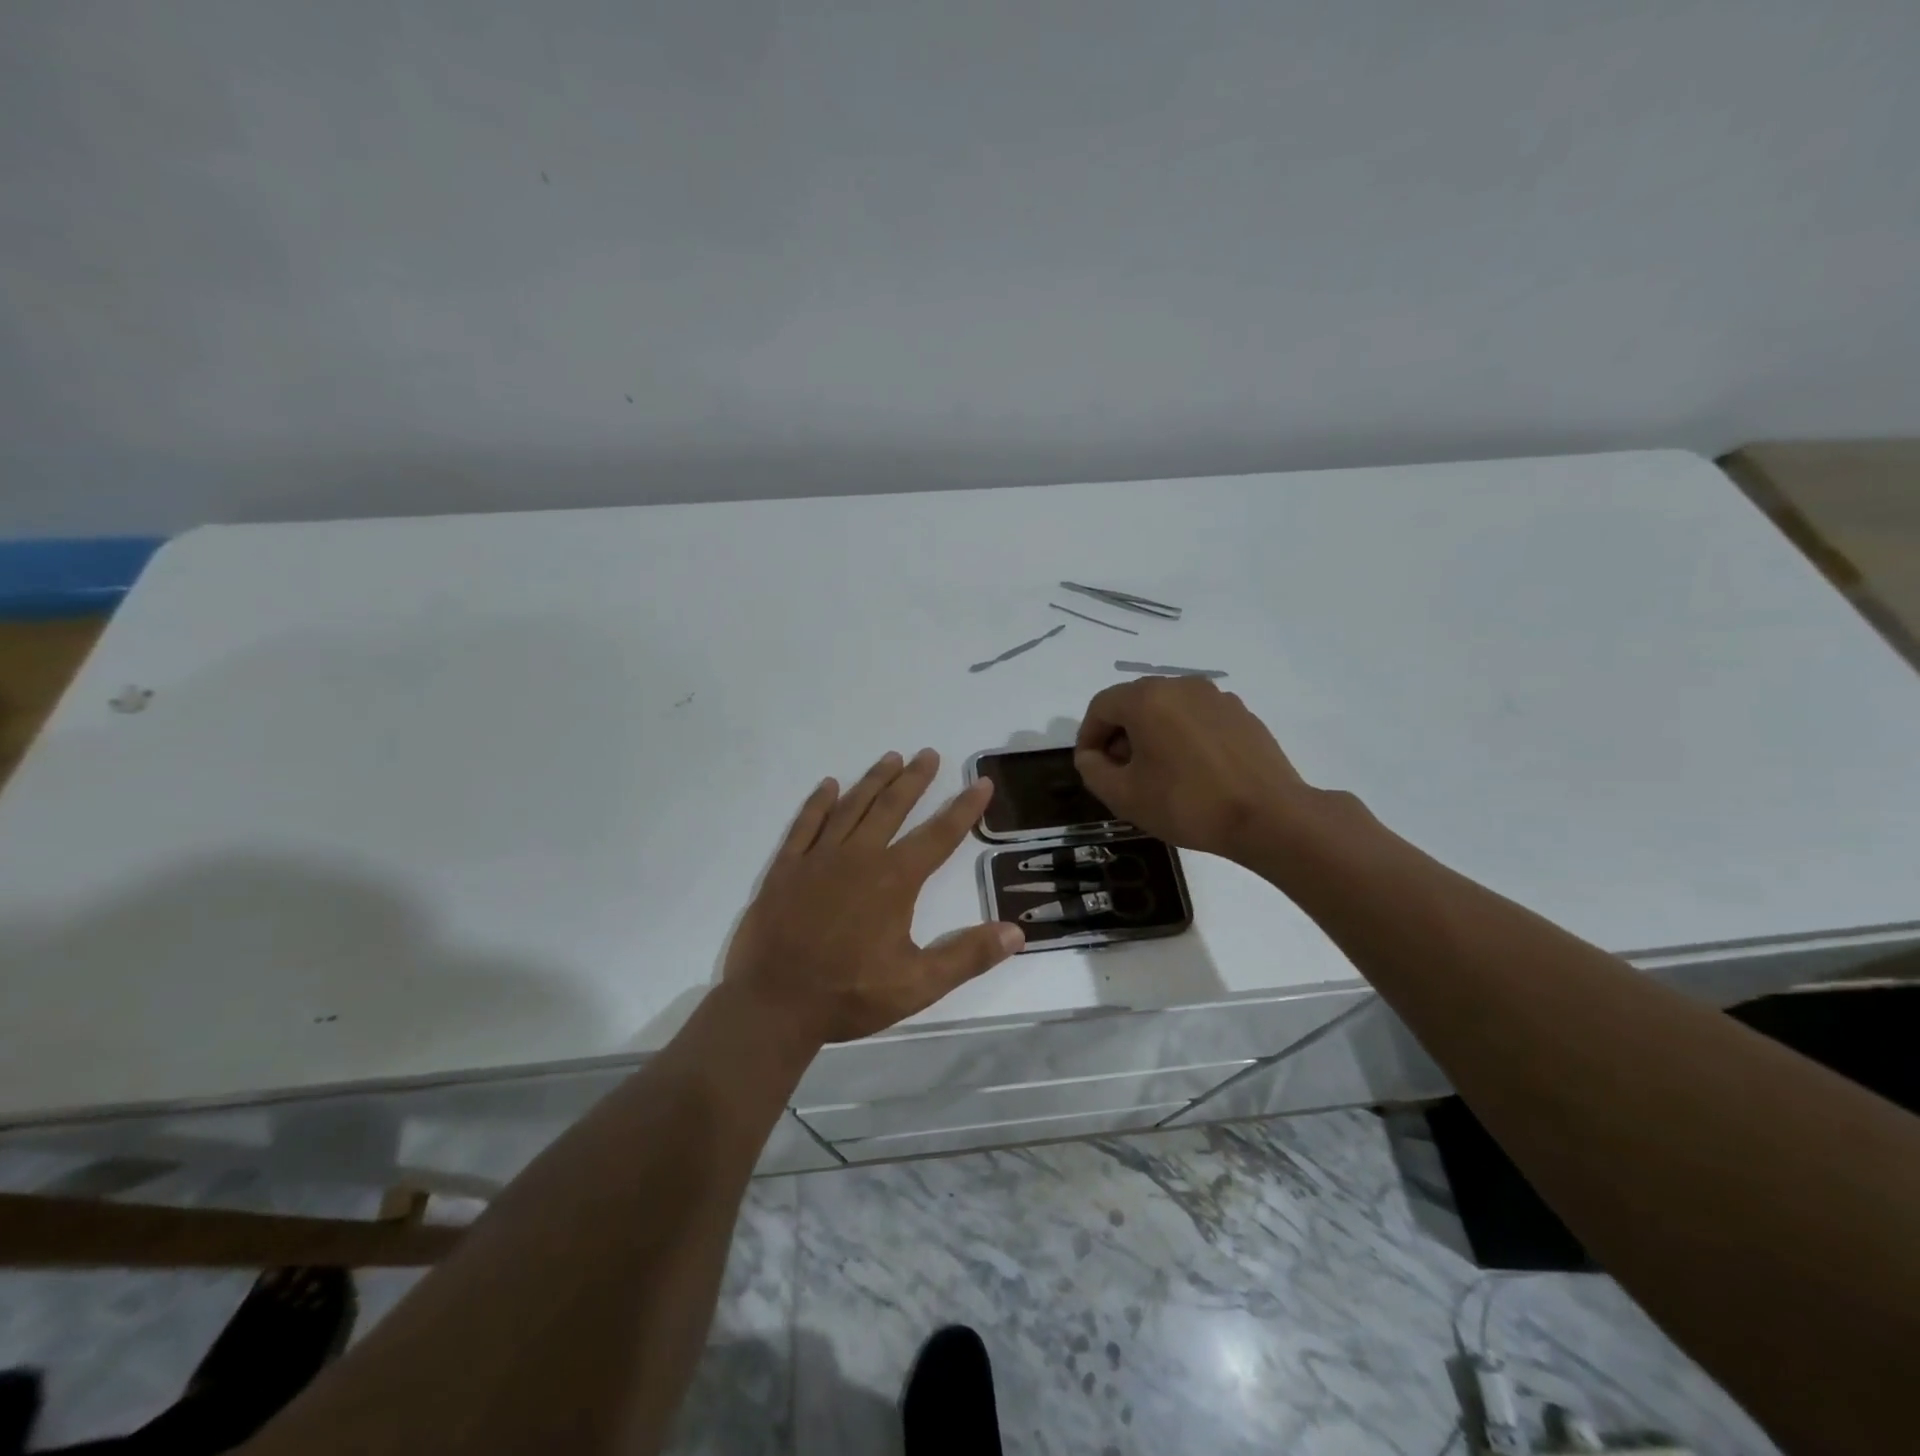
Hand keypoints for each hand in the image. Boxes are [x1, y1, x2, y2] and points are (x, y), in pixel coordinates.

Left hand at [723, 749, 1023, 1044]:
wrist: (774, 1004)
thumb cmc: (849, 994)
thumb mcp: (918, 984)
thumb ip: (968, 956)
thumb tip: (1016, 932)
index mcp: (894, 880)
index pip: (939, 835)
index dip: (964, 808)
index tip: (981, 783)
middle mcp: (859, 856)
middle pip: (892, 807)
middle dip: (914, 779)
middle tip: (928, 754)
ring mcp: (818, 858)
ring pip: (851, 807)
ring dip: (873, 780)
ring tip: (891, 758)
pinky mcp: (786, 868)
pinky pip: (805, 824)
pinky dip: (818, 802)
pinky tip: (829, 785)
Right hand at [1074, 677, 1315, 863]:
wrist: (1269, 817)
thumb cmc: (1188, 804)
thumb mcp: (1123, 796)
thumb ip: (1092, 770)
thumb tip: (1092, 755)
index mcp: (1148, 698)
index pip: (1100, 707)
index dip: (1088, 737)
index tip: (1091, 768)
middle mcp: (1181, 685)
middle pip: (1134, 703)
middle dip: (1119, 735)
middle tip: (1120, 773)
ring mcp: (1216, 697)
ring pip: (1167, 709)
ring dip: (1151, 735)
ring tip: (1157, 773)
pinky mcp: (1241, 714)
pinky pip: (1197, 718)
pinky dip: (1183, 737)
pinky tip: (1192, 771)